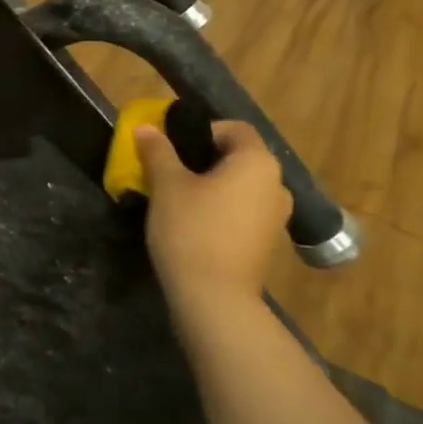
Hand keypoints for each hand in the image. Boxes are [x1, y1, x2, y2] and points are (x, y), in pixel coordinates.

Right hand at [134, 119, 290, 319]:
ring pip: (241, 187)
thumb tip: (146, 127)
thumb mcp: (167, 185)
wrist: (213, 296)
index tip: (172, 146)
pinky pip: (243, 212)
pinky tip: (194, 224)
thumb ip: (158, 151)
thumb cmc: (191, 229)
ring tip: (179, 199)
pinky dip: (222, 209)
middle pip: (239, 158)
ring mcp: (276, 217)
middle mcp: (276, 185)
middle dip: (204, 159)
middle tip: (169, 170)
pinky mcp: (267, 243)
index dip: (202, 131)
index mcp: (257, 162)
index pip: (235, 129)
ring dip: (213, 186)